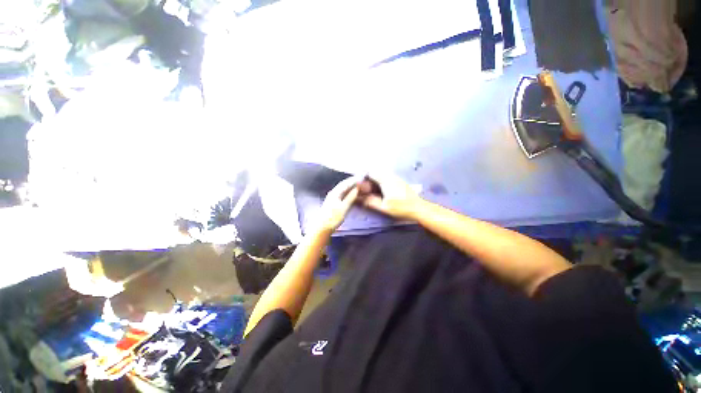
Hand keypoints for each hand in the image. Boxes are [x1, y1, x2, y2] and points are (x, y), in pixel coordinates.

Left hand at [317, 176, 361, 232]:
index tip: (362, 177)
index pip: (346, 183)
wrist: (322, 228)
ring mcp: (333, 198)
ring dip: (351, 188)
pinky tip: (353, 195)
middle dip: (353, 182)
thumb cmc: (332, 218)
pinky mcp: (334, 203)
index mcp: (335, 193)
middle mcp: (333, 193)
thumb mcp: (344, 208)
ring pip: (344, 190)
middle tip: (362, 181)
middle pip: (344, 185)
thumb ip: (351, 197)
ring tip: (360, 187)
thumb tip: (358, 189)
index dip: (354, 180)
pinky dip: (349, 193)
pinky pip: (343, 195)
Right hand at [359, 173, 422, 219]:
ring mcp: (396, 177)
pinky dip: (380, 181)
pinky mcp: (399, 181)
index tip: (358, 184)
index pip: (370, 172)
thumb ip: (370, 202)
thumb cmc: (401, 208)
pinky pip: (386, 177)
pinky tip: (380, 191)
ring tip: (370, 190)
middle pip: (375, 172)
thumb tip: (359, 199)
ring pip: (381, 174)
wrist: (419, 208)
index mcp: (385, 180)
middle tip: (363, 189)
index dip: (362, 176)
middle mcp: (390, 175)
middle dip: (367, 179)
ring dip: (374, 180)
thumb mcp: (384, 207)